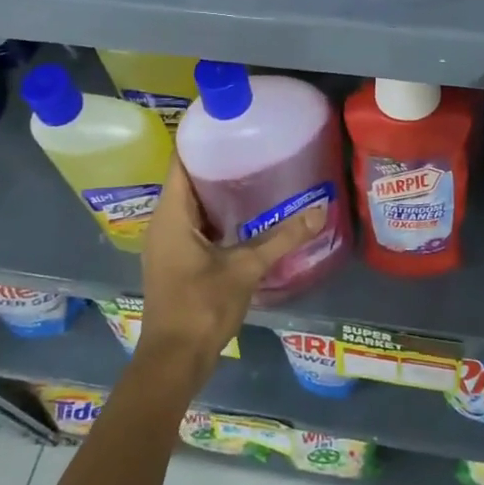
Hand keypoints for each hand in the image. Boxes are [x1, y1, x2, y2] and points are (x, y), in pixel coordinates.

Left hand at [131, 160, 324, 394]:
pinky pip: (193, 224)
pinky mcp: (175, 261)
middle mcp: (163, 224)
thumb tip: (320, 211)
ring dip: (217, 190)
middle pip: (186, 180)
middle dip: (217, 163)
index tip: (229, 123)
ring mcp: (166, 244)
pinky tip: (245, 214)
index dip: (200, 140)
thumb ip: (282, 238)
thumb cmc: (201, 307)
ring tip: (253, 171)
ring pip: (191, 204)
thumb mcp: (245, 268)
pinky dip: (215, 214)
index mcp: (171, 216)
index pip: (180, 162)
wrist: (174, 361)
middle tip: (253, 144)